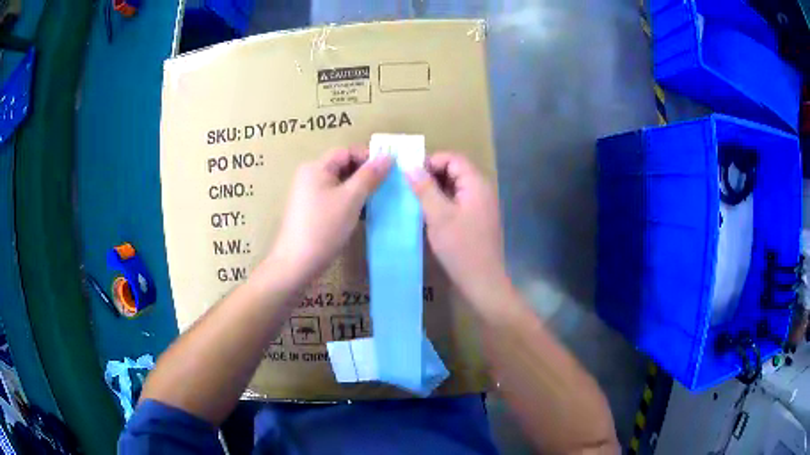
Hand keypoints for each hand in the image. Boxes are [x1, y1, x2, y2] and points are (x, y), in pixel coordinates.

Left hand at [265, 148, 392, 286]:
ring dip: (359, 189)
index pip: (346, 152)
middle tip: (387, 185)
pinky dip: (349, 201)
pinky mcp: (311, 211)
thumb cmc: (324, 228)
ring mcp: (309, 195)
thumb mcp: (351, 199)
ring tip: (379, 200)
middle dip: (365, 174)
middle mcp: (310, 176)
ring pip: (340, 184)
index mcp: (316, 167)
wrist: (297, 264)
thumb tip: (388, 156)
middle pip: (342, 166)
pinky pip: (334, 198)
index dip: (368, 157)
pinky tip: (363, 213)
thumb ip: (370, 176)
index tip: (389, 170)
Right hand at [406, 152, 508, 308]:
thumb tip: (409, 166)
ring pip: (455, 188)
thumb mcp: (438, 216)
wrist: (482, 282)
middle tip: (407, 187)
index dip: (431, 161)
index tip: (409, 173)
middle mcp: (482, 191)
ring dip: (435, 190)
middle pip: (455, 171)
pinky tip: (427, 214)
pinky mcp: (476, 220)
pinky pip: (458, 202)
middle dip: (431, 175)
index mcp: (477, 184)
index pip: (453, 159)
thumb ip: (424, 188)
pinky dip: (442, 203)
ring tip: (413, 200)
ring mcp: (481, 206)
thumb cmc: (461, 248)